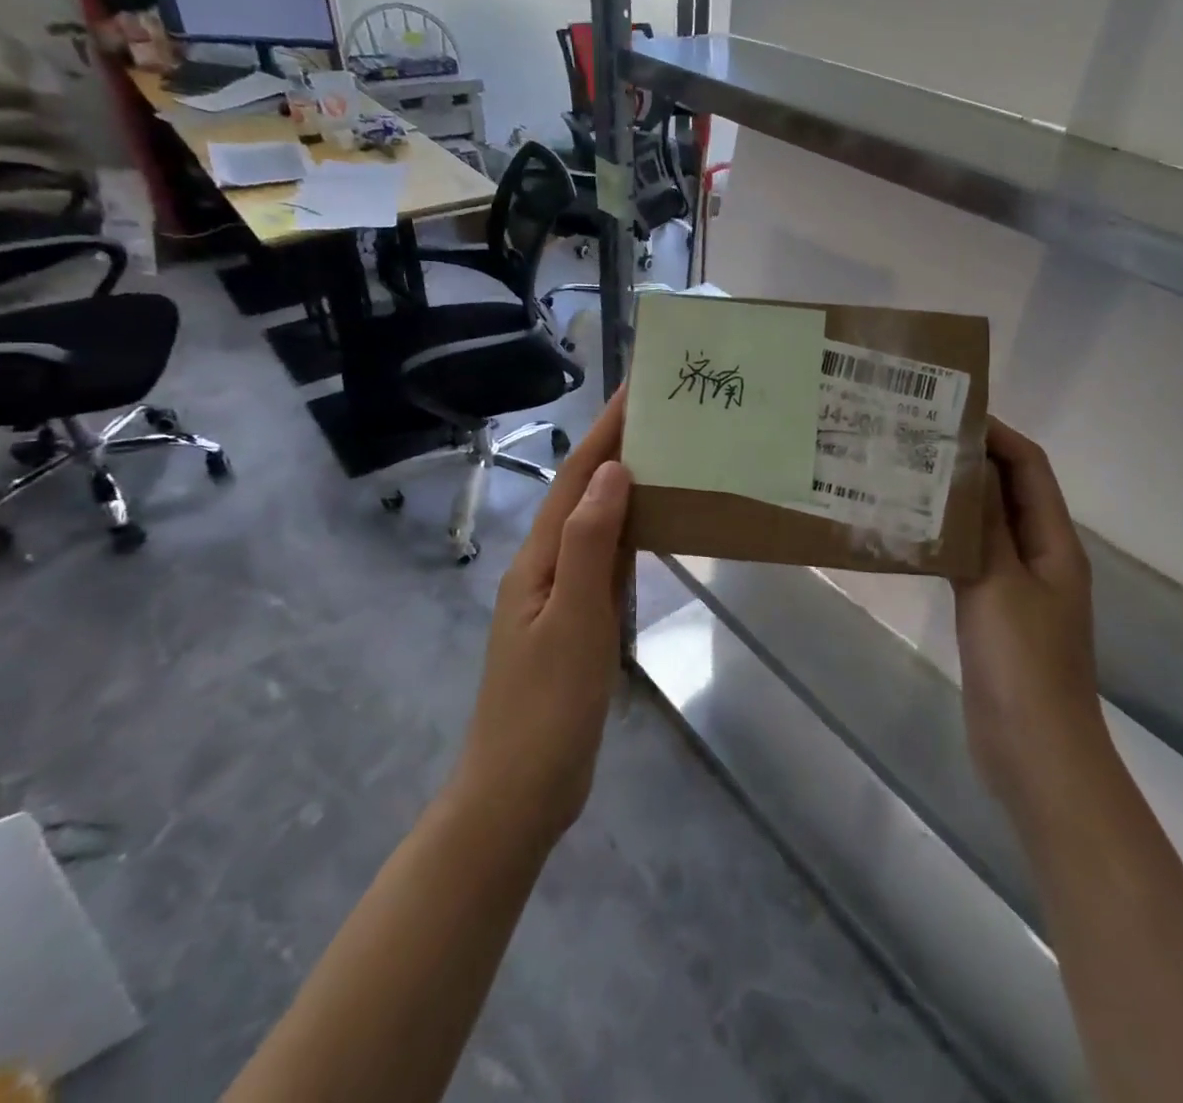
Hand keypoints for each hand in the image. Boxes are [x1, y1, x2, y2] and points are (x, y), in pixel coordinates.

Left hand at [454, 389, 632, 850]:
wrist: (518, 793)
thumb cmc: (547, 706)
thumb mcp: (573, 619)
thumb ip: (591, 543)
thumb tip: (611, 471)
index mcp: (538, 559)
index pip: (575, 479)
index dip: (604, 432)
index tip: (635, 389)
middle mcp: (544, 566)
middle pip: (581, 494)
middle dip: (615, 449)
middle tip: (661, 416)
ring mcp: (557, 595)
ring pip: (594, 525)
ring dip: (622, 487)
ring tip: (664, 456)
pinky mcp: (574, 621)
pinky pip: (603, 559)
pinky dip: (627, 532)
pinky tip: (650, 528)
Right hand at [950, 418, 1101, 831]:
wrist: (1035, 753)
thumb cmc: (1023, 664)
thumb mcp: (999, 584)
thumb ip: (984, 524)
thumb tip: (969, 464)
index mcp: (1055, 542)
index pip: (1030, 467)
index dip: (997, 434)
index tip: (950, 413)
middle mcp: (1041, 556)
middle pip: (1010, 492)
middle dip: (972, 461)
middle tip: (919, 440)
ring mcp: (1018, 587)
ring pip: (988, 526)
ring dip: (956, 499)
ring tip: (909, 475)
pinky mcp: (995, 613)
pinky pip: (972, 560)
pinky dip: (948, 539)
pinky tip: (912, 534)